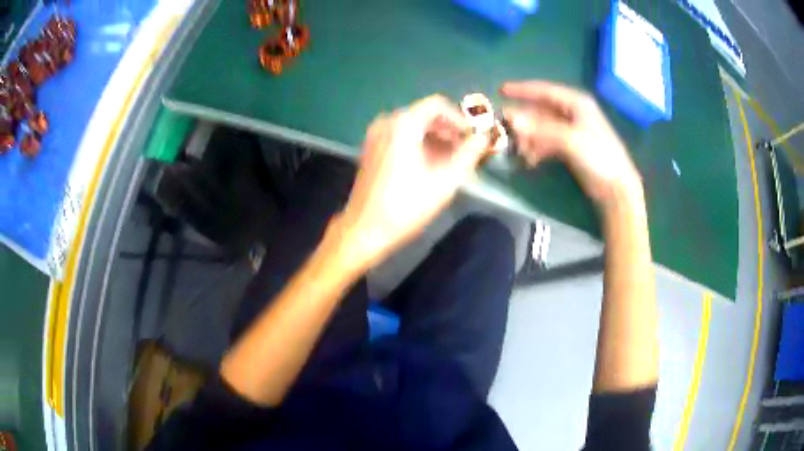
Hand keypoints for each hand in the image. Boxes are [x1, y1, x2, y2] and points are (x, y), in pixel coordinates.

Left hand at [337, 95, 487, 268]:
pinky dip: (420, 145)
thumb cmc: (406, 206)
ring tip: (453, 161)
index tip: (474, 137)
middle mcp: (386, 122)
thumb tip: (485, 136)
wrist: (364, 229)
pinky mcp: (372, 149)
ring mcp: (376, 135)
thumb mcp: (445, 180)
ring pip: (414, 126)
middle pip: (425, 115)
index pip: (438, 105)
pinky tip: (432, 165)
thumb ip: (469, 154)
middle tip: (467, 151)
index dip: (460, 118)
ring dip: (437, 139)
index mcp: (402, 124)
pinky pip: (402, 136)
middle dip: (449, 130)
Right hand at [500, 81, 642, 207]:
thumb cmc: (598, 156)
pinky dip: (538, 149)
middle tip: (506, 129)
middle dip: (524, 120)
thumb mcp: (570, 139)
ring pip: (542, 128)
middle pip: (541, 110)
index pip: (544, 91)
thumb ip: (541, 129)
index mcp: (576, 103)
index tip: (500, 90)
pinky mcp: (570, 147)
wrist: (616, 187)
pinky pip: (547, 142)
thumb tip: (511, 119)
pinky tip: (531, 160)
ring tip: (521, 151)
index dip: (522, 90)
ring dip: (530, 138)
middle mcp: (572, 113)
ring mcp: (571, 131)